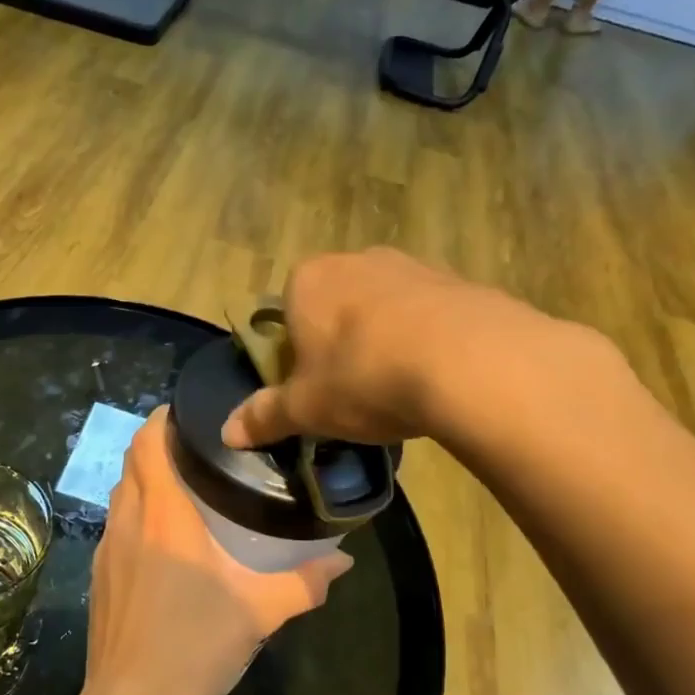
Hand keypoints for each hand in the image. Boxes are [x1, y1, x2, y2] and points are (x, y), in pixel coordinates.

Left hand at [81, 410, 350, 694]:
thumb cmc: (194, 646)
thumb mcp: (259, 613)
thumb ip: (304, 582)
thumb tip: (342, 559)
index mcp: (162, 514)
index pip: (148, 442)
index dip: (163, 418)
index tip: (190, 413)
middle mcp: (128, 519)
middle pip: (132, 459)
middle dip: (158, 443)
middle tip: (199, 447)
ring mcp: (107, 546)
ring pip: (121, 490)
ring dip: (145, 477)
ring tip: (184, 484)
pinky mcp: (98, 572)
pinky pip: (116, 522)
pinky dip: (136, 510)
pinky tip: (163, 537)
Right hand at [221, 248, 608, 454]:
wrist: (469, 361)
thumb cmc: (364, 377)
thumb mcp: (307, 408)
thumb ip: (265, 416)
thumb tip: (226, 433)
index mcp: (308, 281)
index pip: (288, 310)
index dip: (297, 350)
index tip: (314, 385)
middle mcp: (356, 260)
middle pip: (336, 304)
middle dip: (341, 340)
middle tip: (355, 388)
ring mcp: (410, 265)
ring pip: (384, 306)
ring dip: (386, 337)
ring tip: (401, 385)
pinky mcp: (458, 280)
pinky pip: (430, 312)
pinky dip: (429, 337)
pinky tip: (439, 375)